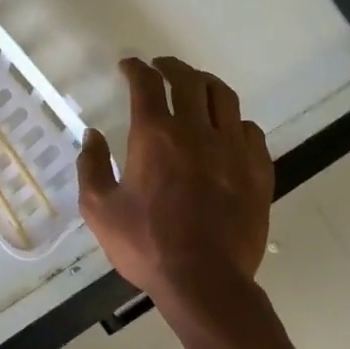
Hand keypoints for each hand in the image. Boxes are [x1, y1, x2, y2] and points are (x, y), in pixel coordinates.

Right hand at [78, 57, 272, 317]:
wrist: (205, 283)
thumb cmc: (147, 246)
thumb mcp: (100, 210)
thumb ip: (92, 167)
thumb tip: (92, 136)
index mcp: (155, 136)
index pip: (146, 84)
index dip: (136, 68)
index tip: (129, 66)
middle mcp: (196, 131)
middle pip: (189, 80)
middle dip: (171, 66)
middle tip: (161, 67)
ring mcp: (232, 149)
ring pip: (224, 97)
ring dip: (205, 84)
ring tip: (196, 86)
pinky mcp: (257, 170)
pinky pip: (250, 130)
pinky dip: (234, 121)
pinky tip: (227, 129)